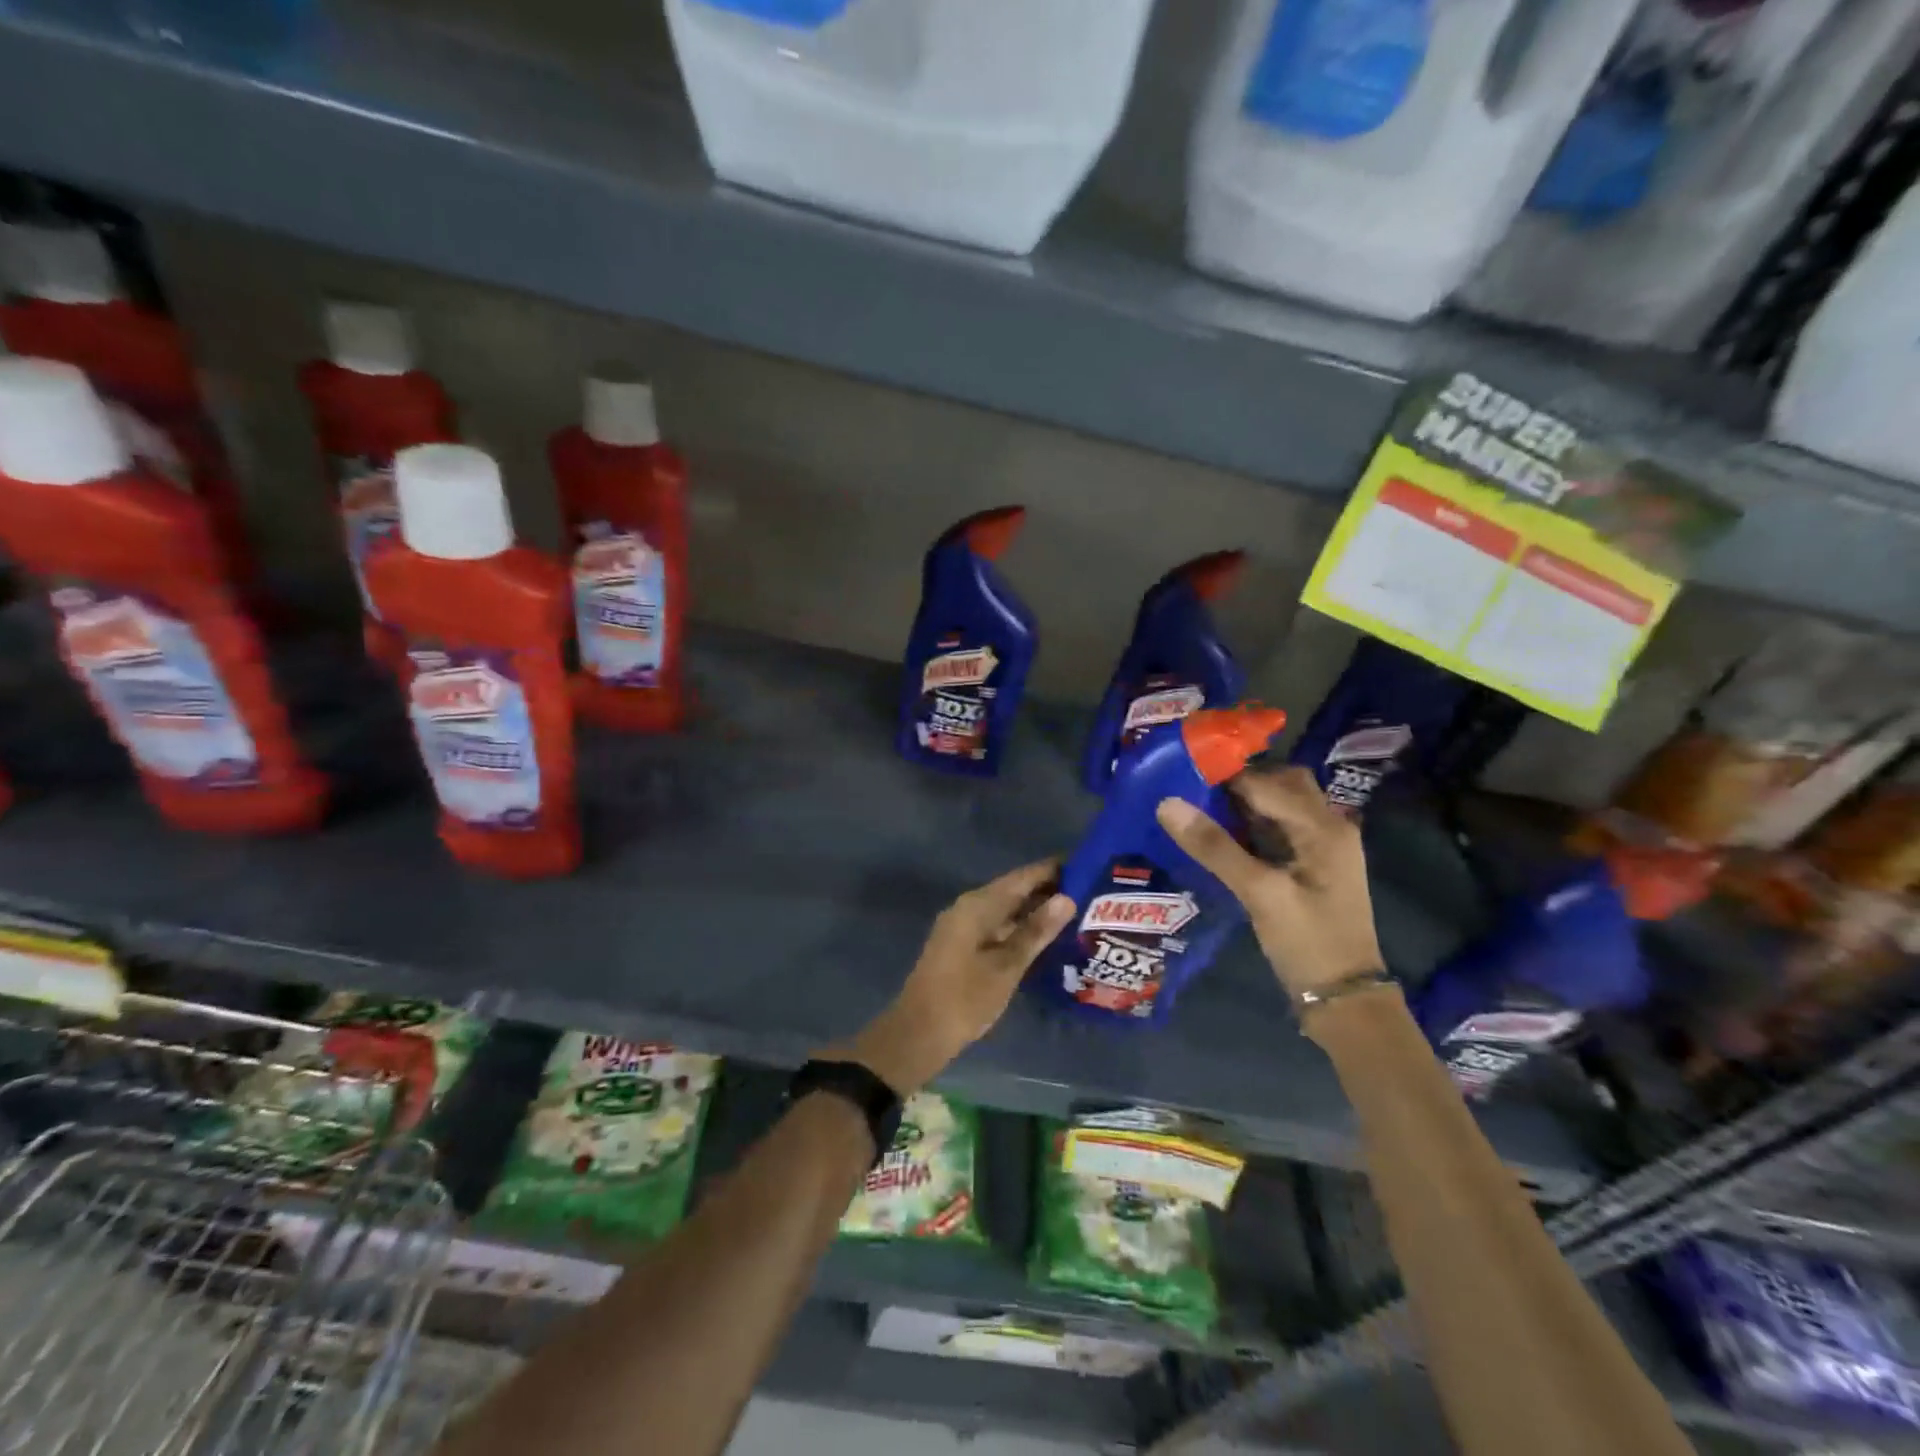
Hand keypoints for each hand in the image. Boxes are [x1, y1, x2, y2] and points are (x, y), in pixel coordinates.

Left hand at [839, 861, 1074, 1094]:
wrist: (920, 1033)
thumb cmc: (965, 998)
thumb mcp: (1006, 966)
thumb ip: (1036, 931)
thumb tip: (1067, 898)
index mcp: (978, 905)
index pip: (1022, 877)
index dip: (1052, 870)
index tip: (1086, 865)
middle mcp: (969, 908)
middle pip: (1014, 890)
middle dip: (1049, 890)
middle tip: (1090, 892)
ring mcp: (965, 927)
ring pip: (1007, 910)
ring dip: (1037, 910)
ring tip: (1077, 912)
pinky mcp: (964, 946)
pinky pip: (999, 926)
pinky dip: (1022, 928)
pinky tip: (1046, 939)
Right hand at [1155, 766, 1383, 999]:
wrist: (1344, 998)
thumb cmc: (1307, 942)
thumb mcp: (1259, 893)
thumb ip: (1215, 847)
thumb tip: (1167, 803)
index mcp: (1323, 827)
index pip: (1265, 782)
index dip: (1224, 777)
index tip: (1181, 775)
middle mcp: (1329, 826)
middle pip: (1281, 783)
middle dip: (1238, 783)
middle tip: (1193, 790)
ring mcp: (1324, 845)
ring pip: (1281, 804)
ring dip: (1244, 803)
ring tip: (1199, 808)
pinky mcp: (1313, 864)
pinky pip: (1280, 827)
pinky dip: (1253, 823)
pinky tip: (1222, 835)